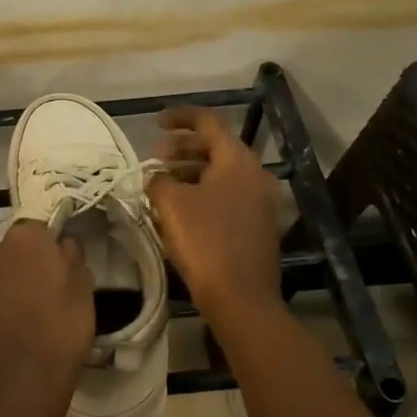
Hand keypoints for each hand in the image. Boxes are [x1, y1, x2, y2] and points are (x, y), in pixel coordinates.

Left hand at [0, 220, 94, 413]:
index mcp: (24, 237)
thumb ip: (72, 256)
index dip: (52, 245)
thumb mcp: (83, 286)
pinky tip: (19, 325)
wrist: (22, 379)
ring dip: (14, 283)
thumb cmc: (61, 324)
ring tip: (35, 309)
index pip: (40, 228)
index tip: (64, 264)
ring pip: (2, 273)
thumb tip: (63, 244)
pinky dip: (3, 304)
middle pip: (16, 249)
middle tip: (52, 286)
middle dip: (30, 262)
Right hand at [148, 106, 282, 321]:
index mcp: (237, 160)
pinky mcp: (259, 225)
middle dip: (182, 148)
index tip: (155, 123)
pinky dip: (204, 193)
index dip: (179, 117)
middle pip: (215, 147)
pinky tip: (181, 209)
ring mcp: (261, 201)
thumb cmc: (205, 242)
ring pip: (221, 174)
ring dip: (190, 173)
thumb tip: (157, 177)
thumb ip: (159, 180)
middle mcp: (255, 174)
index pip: (207, 122)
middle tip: (154, 158)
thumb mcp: (171, 204)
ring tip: (162, 185)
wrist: (242, 298)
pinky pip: (227, 195)